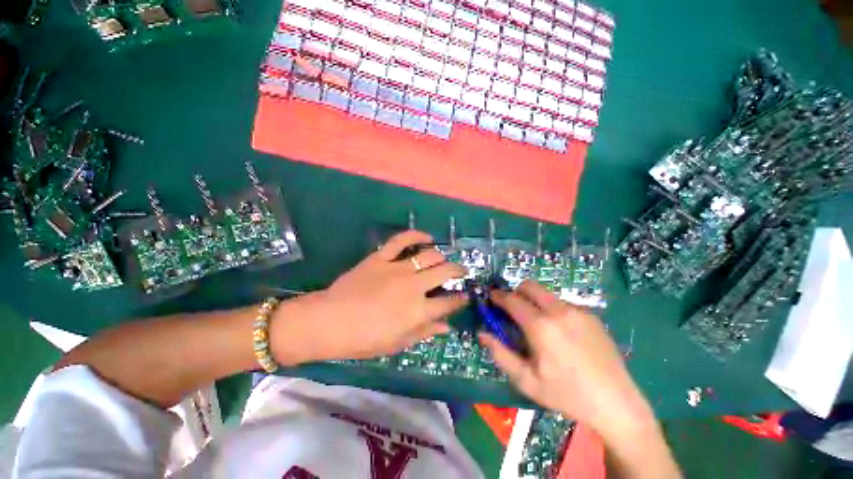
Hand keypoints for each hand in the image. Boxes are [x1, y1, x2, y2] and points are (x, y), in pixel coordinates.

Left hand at [271, 230, 468, 364]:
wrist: (329, 321)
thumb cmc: (363, 340)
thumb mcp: (397, 344)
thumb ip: (424, 333)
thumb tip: (446, 326)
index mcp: (417, 311)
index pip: (449, 303)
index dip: (460, 300)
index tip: (465, 296)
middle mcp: (413, 286)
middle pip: (445, 272)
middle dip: (458, 271)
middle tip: (460, 272)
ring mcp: (397, 269)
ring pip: (429, 255)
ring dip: (440, 257)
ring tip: (442, 260)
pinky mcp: (381, 258)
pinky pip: (401, 240)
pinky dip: (416, 235)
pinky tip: (426, 236)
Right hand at [479, 281, 655, 440]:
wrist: (616, 403)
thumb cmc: (566, 395)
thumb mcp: (527, 381)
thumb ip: (500, 354)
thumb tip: (482, 333)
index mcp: (541, 327)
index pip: (512, 300)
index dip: (498, 296)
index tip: (492, 297)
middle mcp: (559, 311)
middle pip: (529, 286)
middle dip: (516, 291)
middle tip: (513, 308)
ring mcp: (578, 311)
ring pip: (546, 293)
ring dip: (535, 301)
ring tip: (538, 324)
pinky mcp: (591, 315)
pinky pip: (563, 303)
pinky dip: (552, 309)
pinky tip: (561, 333)